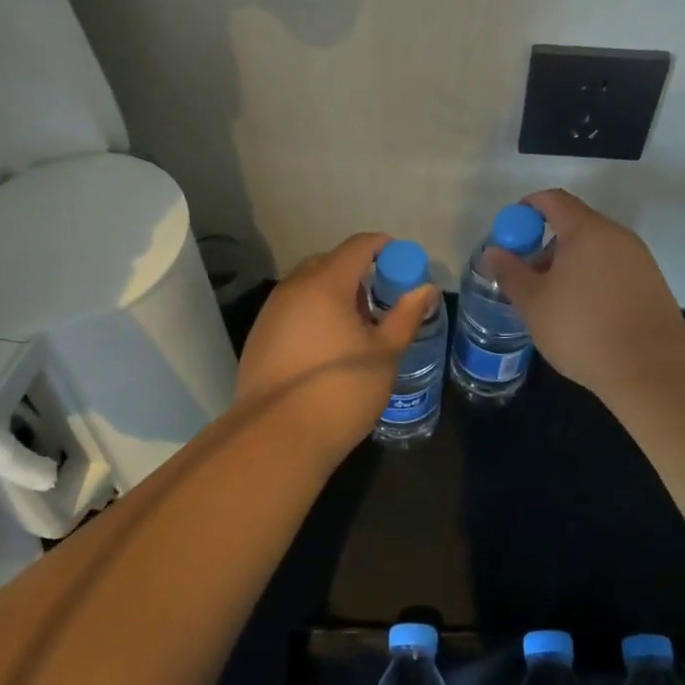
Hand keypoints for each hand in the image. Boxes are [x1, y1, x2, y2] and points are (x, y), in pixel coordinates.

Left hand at [235, 233, 438, 452]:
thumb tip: (425, 289)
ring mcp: (271, 312)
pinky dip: (312, 314)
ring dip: (332, 293)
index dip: (383, 247)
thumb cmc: (342, 389)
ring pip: (307, 286)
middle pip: (329, 262)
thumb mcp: (384, 353)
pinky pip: (292, 310)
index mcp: (325, 284)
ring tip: (354, 327)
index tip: (402, 262)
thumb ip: (405, 316)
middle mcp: (293, 288)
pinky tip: (326, 347)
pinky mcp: (258, 337)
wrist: (278, 437)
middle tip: (379, 300)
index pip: (358, 246)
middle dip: (357, 272)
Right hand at [484, 189, 684, 399]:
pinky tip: (583, 312)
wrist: (652, 368)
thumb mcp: (534, 303)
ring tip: (553, 300)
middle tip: (527, 275)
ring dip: (569, 263)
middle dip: (546, 243)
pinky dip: (591, 277)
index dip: (527, 208)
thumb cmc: (583, 329)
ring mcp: (638, 258)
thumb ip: (510, 272)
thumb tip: (494, 251)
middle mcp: (615, 235)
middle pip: (575, 223)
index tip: (510, 232)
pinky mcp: (650, 282)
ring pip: (595, 248)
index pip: (553, 200)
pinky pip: (612, 267)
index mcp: (586, 231)